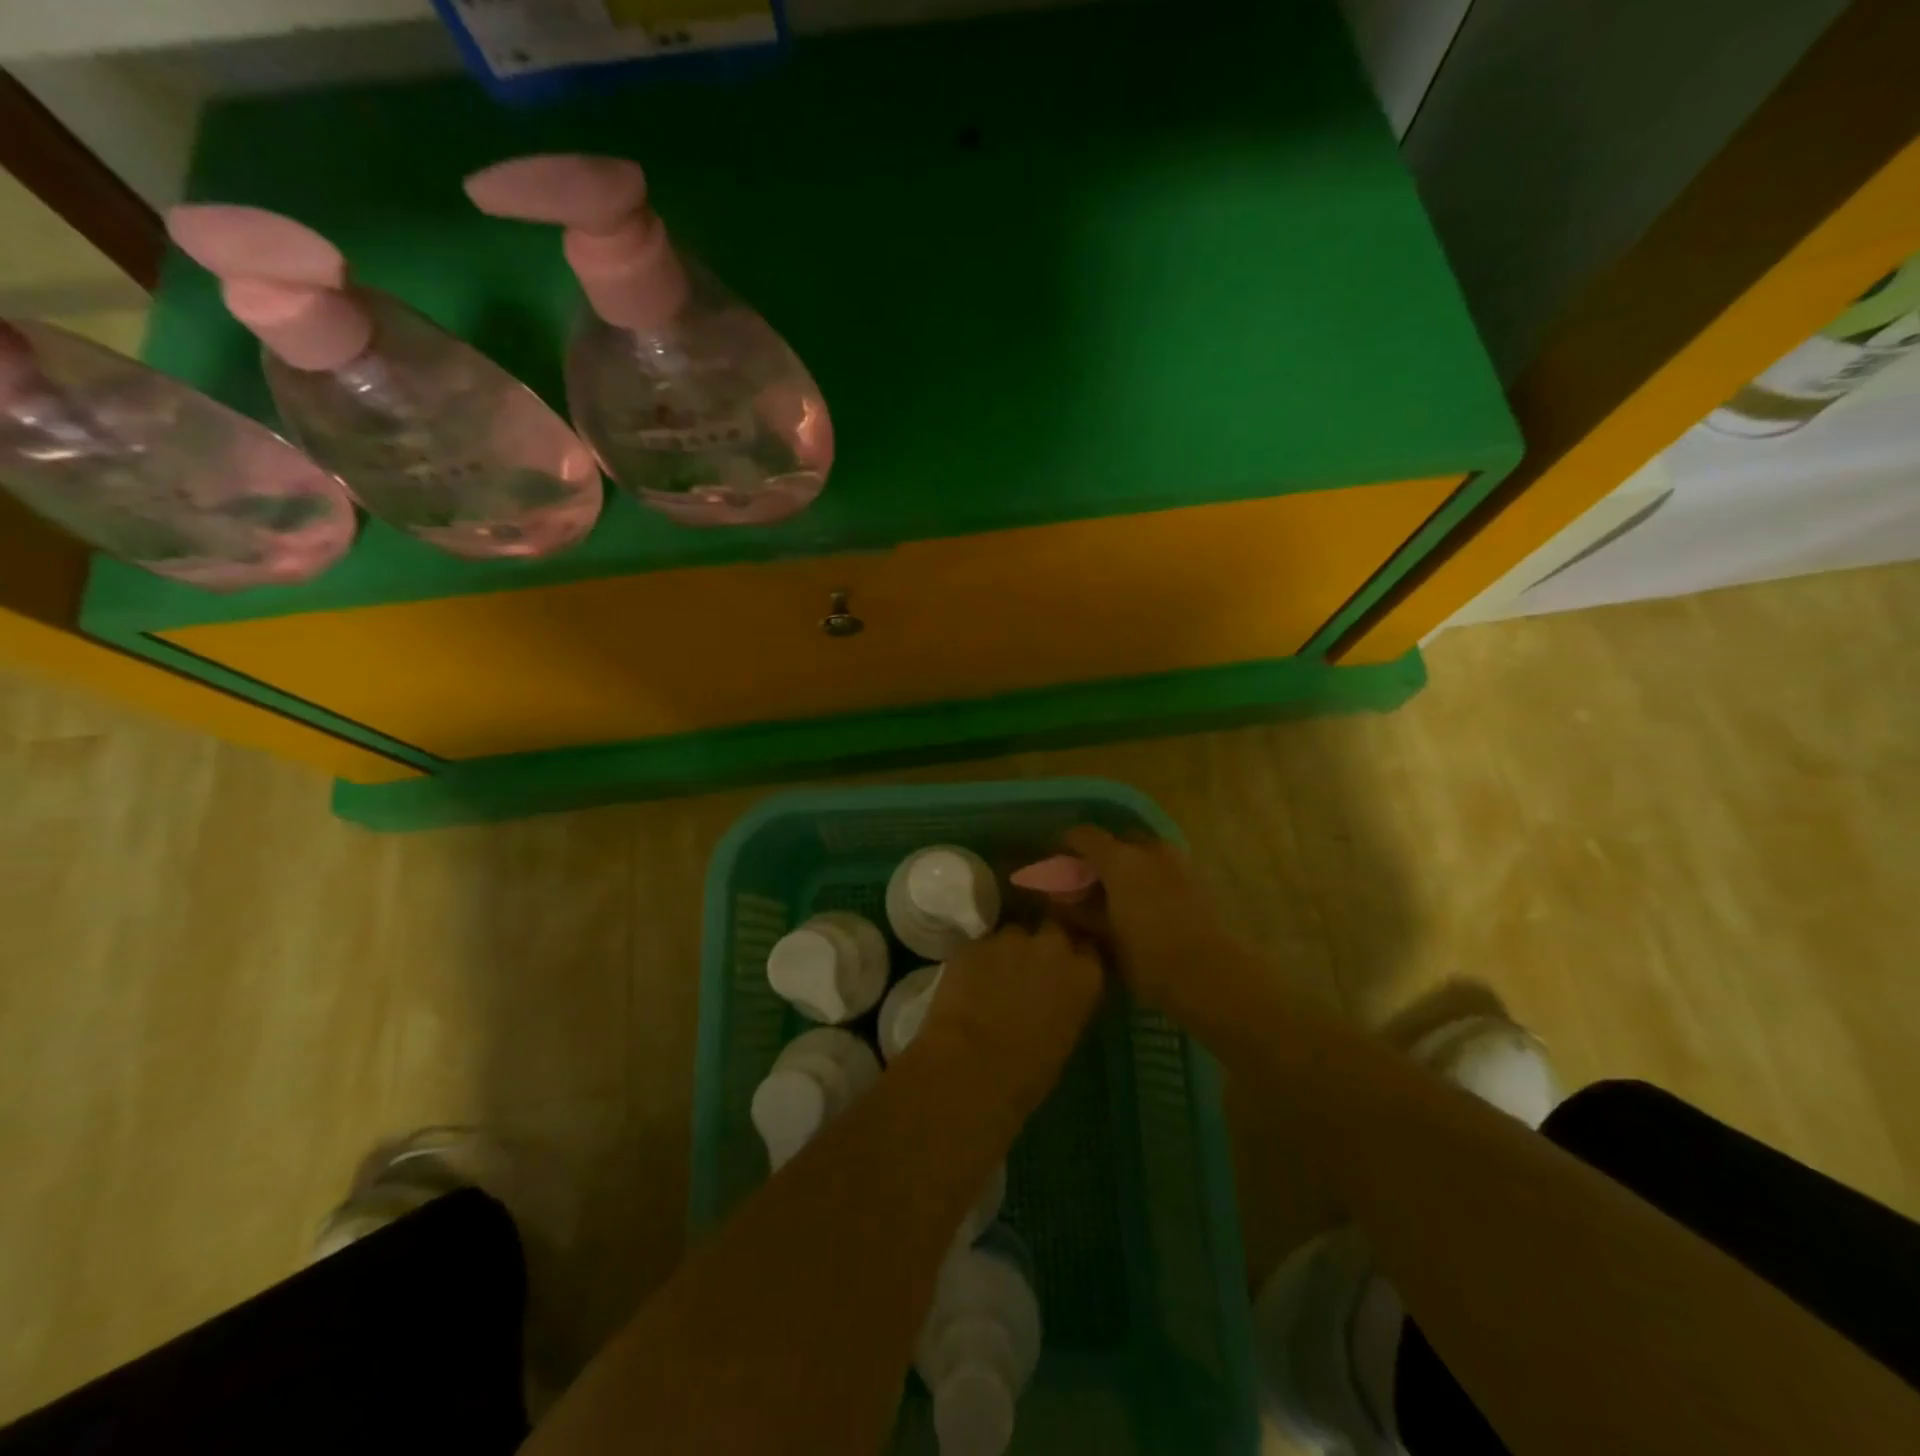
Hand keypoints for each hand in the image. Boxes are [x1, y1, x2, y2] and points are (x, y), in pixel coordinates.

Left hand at [912, 922, 1104, 1121]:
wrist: (972, 1066)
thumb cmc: (1028, 1072)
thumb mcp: (1065, 1038)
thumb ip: (1066, 1003)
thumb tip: (1055, 998)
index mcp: (1085, 974)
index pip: (1089, 951)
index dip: (1075, 960)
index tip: (1066, 974)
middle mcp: (1053, 945)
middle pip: (1053, 931)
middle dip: (1044, 946)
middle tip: (1031, 970)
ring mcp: (1012, 938)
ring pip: (1014, 935)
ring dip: (1009, 952)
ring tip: (996, 978)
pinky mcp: (975, 942)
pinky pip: (982, 947)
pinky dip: (979, 961)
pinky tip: (970, 983)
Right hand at [1056, 825, 1255, 1028]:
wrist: (1207, 974)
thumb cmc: (1145, 955)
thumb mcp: (1103, 936)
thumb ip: (1078, 911)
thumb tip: (1056, 898)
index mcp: (1119, 858)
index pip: (1084, 835)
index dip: (1068, 844)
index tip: (1059, 861)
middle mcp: (1148, 849)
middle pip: (1117, 839)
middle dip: (1102, 854)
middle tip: (1091, 879)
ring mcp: (1177, 861)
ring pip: (1144, 851)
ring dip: (1128, 864)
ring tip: (1119, 892)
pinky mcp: (1196, 878)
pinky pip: (1163, 866)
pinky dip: (1149, 875)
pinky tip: (1144, 901)